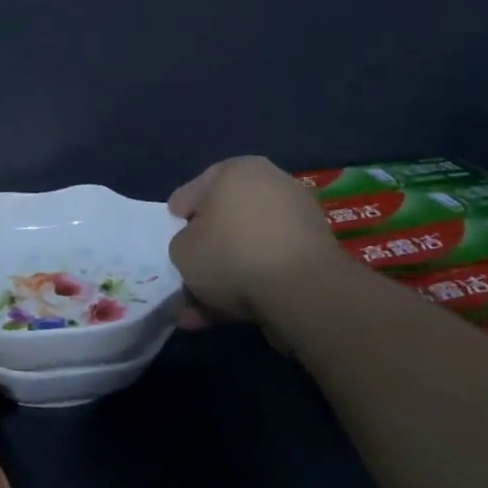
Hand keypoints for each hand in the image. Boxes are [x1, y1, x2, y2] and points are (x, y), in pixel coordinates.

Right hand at [167, 157, 350, 325]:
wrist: (304, 290)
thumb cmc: (231, 253)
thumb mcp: (182, 250)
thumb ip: (183, 244)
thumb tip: (197, 250)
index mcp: (236, 170)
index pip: (196, 190)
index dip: (180, 214)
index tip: (172, 233)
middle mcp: (271, 185)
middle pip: (226, 221)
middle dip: (204, 253)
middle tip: (187, 274)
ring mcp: (298, 220)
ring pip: (247, 249)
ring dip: (224, 278)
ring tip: (199, 312)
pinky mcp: (316, 255)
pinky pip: (270, 267)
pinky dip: (250, 287)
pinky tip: (226, 317)